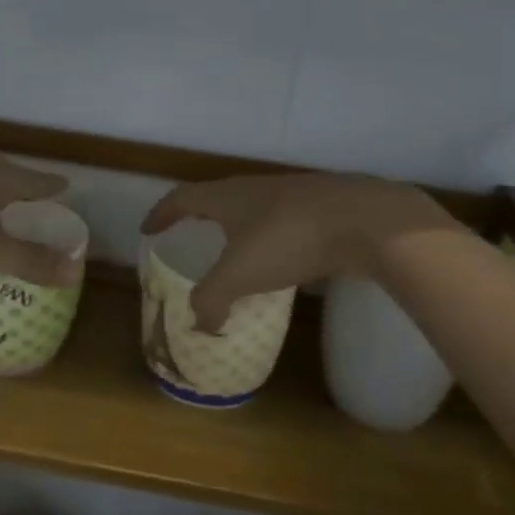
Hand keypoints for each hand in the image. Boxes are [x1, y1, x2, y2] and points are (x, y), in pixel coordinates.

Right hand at [140, 173, 458, 329]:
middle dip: (199, 218)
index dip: (162, 214)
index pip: (182, 198)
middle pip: (217, 199)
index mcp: (228, 197)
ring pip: (253, 211)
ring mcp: (291, 196)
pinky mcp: (321, 211)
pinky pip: (283, 225)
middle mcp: (255, 189)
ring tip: (233, 255)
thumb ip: (211, 300)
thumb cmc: (289, 239)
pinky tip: (281, 264)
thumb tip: (198, 325)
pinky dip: (270, 242)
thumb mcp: (239, 274)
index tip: (148, 229)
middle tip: (188, 237)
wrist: (365, 221)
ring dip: (237, 230)